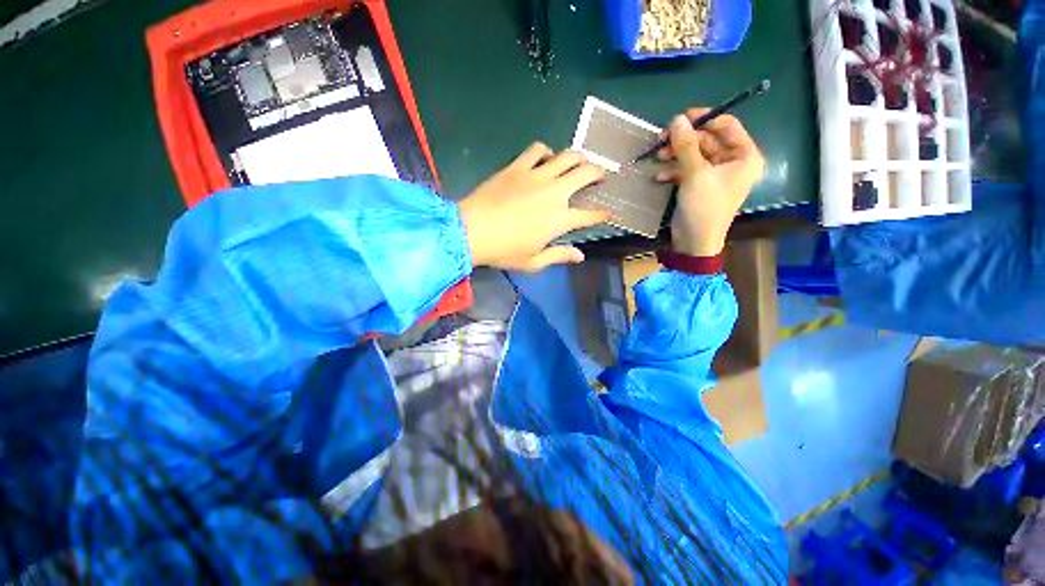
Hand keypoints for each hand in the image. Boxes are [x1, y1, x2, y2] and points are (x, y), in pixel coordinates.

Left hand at [458, 143, 610, 270]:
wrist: (470, 231)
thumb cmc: (503, 251)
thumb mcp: (533, 262)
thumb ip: (559, 256)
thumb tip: (580, 255)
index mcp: (559, 220)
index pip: (591, 215)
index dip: (604, 214)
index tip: (611, 213)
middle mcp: (554, 193)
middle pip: (586, 173)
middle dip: (600, 173)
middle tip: (602, 176)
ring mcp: (536, 176)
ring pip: (568, 155)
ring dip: (579, 157)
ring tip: (579, 162)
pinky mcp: (517, 167)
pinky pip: (537, 149)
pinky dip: (546, 151)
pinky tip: (545, 159)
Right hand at [655, 109, 764, 256]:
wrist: (695, 241)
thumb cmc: (704, 207)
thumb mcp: (695, 173)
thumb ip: (686, 145)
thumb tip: (677, 119)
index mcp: (744, 156)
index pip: (727, 125)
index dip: (704, 119)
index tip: (681, 118)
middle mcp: (732, 162)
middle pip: (707, 140)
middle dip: (684, 140)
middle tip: (662, 139)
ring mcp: (715, 174)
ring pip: (694, 155)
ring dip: (675, 155)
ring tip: (657, 157)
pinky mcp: (700, 185)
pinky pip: (687, 170)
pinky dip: (673, 171)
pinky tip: (659, 177)